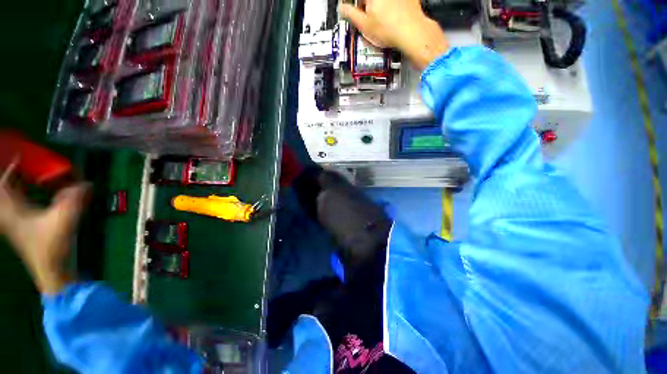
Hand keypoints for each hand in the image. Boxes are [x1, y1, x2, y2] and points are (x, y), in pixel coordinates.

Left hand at [0, 160, 89, 293]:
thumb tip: (87, 184)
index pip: (4, 183)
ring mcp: (16, 220)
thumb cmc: (51, 247)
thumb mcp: (64, 221)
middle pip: (6, 188)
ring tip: (32, 175)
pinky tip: (36, 191)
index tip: (21, 156)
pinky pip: (19, 203)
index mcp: (12, 210)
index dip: (10, 168)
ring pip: (11, 196)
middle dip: (15, 174)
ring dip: (20, 184)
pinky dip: (25, 193)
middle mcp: (10, 213)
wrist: (51, 271)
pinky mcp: (24, 226)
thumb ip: (75, 200)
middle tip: (27, 164)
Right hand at [339, 0, 449, 68]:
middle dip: (366, 6)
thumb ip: (350, 14)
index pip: (358, 0)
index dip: (356, 7)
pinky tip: (391, 18)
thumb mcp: (364, 25)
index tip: (355, 12)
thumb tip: (342, 8)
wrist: (412, 32)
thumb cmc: (389, 30)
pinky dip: (390, 8)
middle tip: (368, 19)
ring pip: (381, 2)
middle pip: (370, 0)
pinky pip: (394, 3)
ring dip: (378, 8)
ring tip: (381, 21)